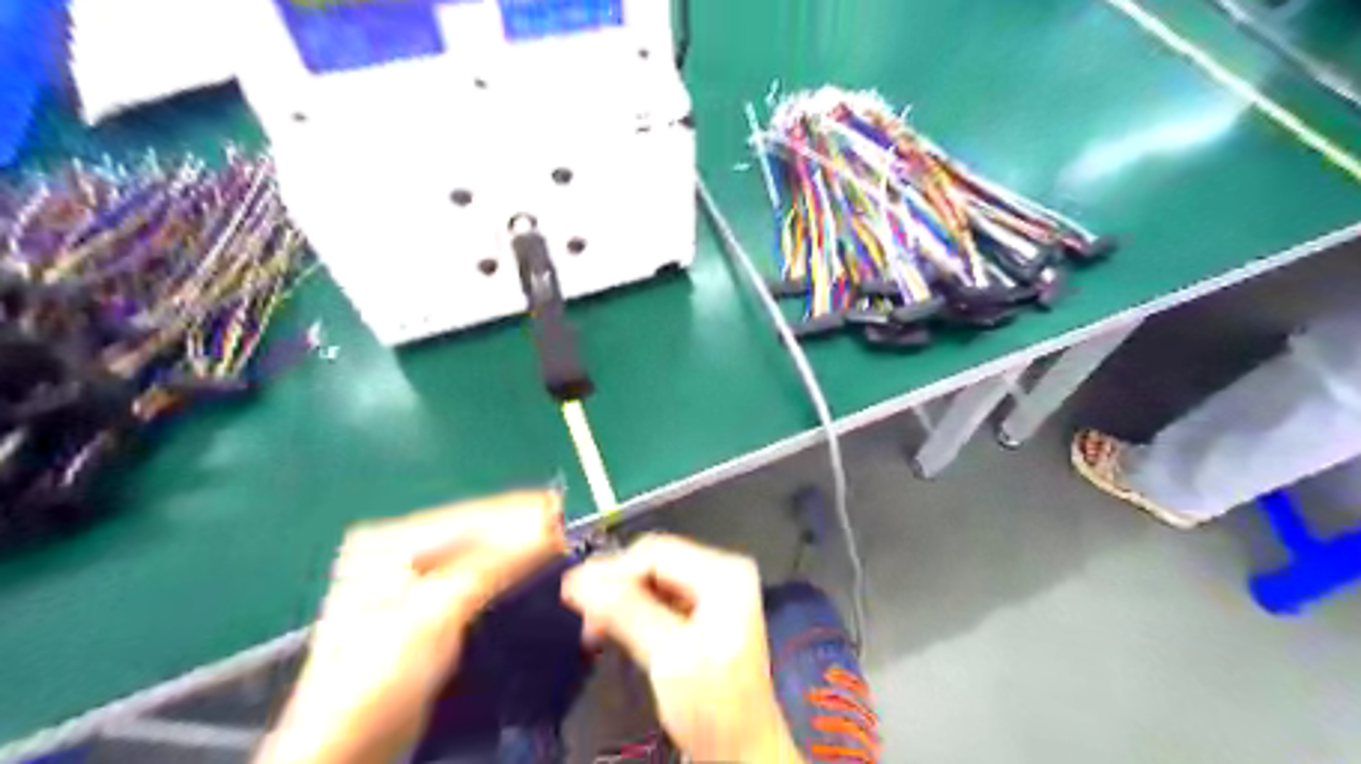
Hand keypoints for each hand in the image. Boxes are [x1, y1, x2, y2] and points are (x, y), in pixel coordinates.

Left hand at [256, 490, 567, 763]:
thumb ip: (492, 565)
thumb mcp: (436, 612)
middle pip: (474, 533)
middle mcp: (398, 553)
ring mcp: (412, 583)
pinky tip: (531, 576)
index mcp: (388, 542)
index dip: (517, 513)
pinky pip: (477, 582)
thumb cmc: (380, 676)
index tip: (560, 512)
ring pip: (479, 557)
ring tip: (557, 551)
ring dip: (518, 555)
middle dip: (520, 534)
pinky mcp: (428, 612)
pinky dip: (506, 578)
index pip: (466, 515)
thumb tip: (545, 529)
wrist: (351, 751)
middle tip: (565, 534)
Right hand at [561, 536, 799, 759]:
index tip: (574, 591)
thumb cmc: (714, 708)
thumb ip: (626, 612)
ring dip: (620, 599)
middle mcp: (722, 573)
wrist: (742, 752)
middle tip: (579, 610)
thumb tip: (580, 580)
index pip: (657, 552)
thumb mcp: (668, 656)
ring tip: (592, 626)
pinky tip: (613, 627)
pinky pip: (659, 597)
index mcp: (724, 574)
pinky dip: (633, 610)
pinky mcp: (703, 612)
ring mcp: (714, 592)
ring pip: (653, 579)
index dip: (613, 569)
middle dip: (615, 584)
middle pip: (655, 562)